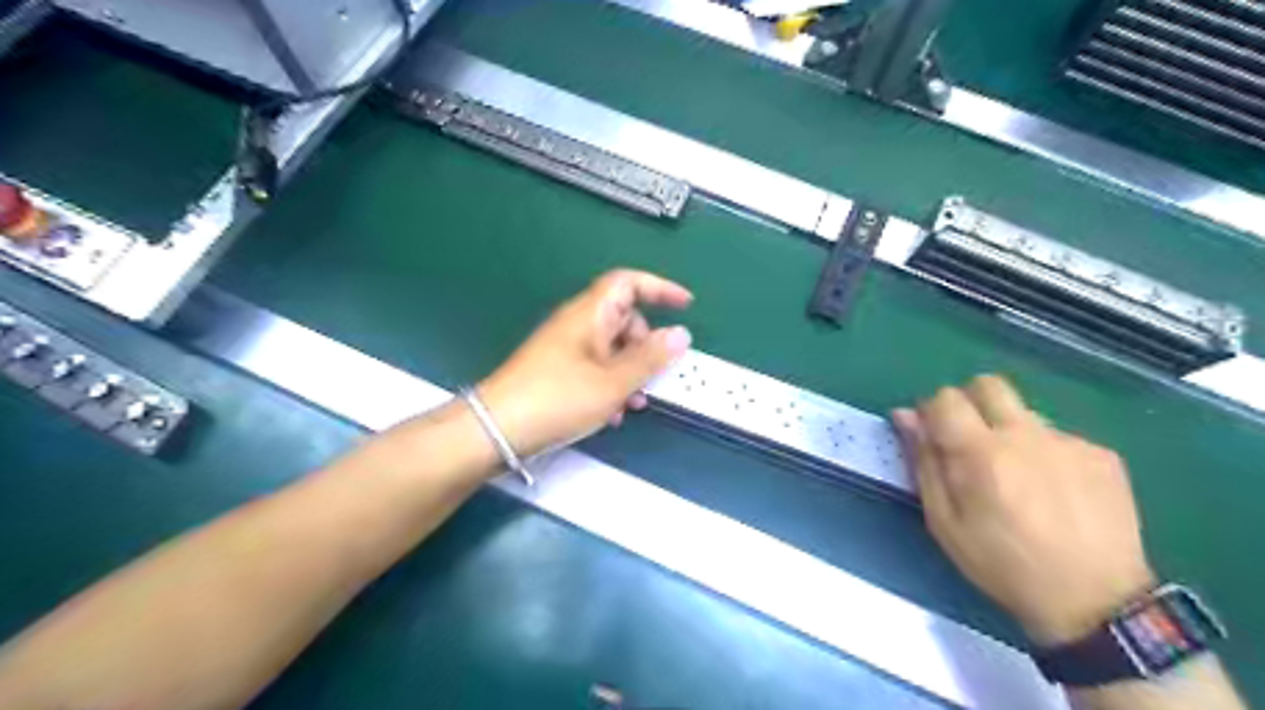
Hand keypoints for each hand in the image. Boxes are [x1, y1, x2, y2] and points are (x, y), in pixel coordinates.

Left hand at [474, 269, 690, 455]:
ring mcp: (566, 347)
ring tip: (633, 403)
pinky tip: (611, 413)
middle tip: (655, 376)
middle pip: (624, 319)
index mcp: (590, 314)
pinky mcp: (557, 370)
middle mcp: (578, 324)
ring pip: (612, 348)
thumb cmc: (558, 399)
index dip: (660, 288)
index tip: (686, 304)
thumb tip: (681, 335)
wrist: (498, 429)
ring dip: (631, 371)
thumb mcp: (613, 382)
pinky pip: (595, 367)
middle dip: (647, 346)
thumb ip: (650, 359)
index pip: (629, 283)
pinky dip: (611, 384)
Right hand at [886, 378, 1153, 648]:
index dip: (932, 412)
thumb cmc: (1002, 564)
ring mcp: (1069, 442)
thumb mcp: (944, 522)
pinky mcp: (1102, 455)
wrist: (1095, 602)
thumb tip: (905, 416)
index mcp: (981, 452)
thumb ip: (923, 462)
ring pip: (1024, 413)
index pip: (945, 398)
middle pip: (988, 385)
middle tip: (970, 442)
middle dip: (969, 402)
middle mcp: (1026, 434)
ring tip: (1019, 479)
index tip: (934, 437)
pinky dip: (1046, 454)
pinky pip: (1059, 437)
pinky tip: (1054, 493)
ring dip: (1009, 432)